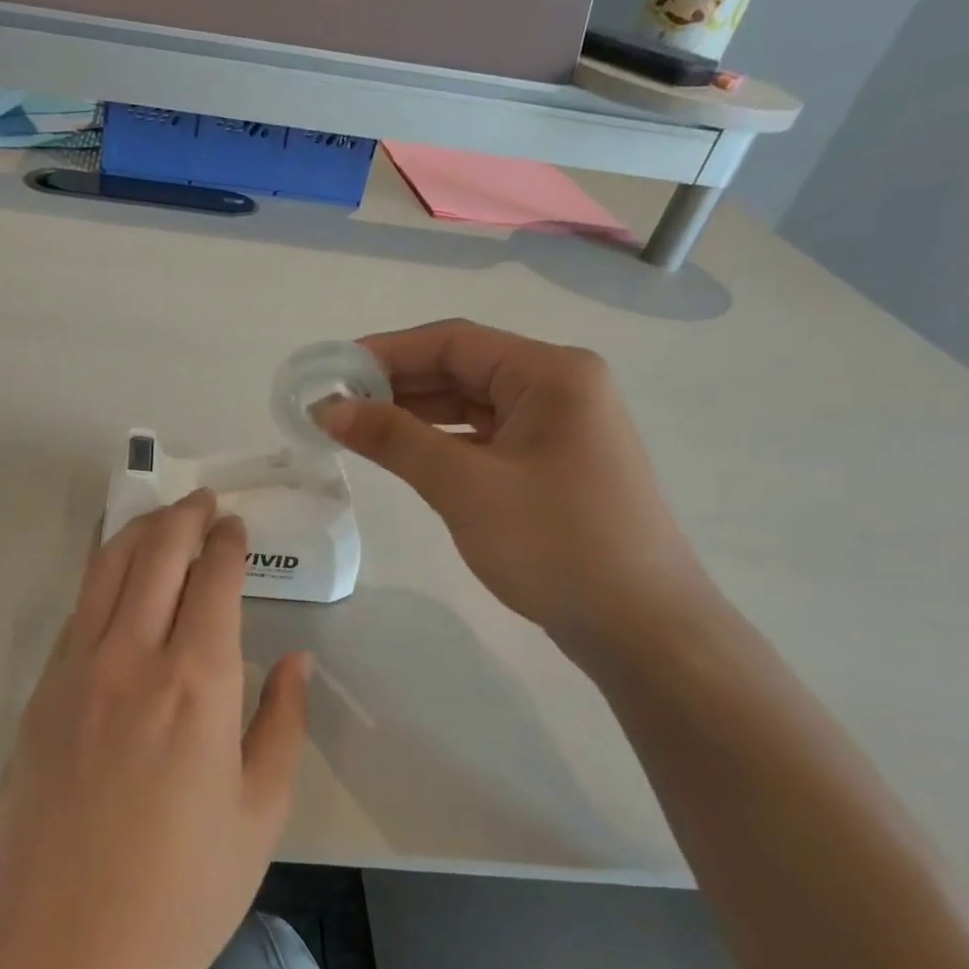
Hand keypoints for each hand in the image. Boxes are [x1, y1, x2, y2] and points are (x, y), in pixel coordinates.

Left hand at [0, 489, 310, 968]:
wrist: (76, 951)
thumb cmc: (188, 890)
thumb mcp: (262, 809)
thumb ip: (281, 721)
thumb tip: (294, 661)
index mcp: (196, 684)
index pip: (212, 580)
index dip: (226, 542)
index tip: (234, 525)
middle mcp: (130, 660)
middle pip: (154, 555)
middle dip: (182, 517)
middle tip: (201, 502)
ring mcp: (73, 673)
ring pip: (104, 572)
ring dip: (136, 534)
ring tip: (158, 519)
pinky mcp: (38, 697)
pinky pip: (76, 615)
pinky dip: (101, 580)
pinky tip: (115, 581)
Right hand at [316, 320, 713, 653]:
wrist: (640, 626)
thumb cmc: (555, 545)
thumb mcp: (466, 487)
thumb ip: (394, 440)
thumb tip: (329, 409)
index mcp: (551, 374)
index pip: (454, 342)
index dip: (386, 352)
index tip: (331, 373)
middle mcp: (559, 388)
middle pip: (463, 369)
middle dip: (396, 385)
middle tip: (333, 406)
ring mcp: (558, 428)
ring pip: (471, 405)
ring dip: (414, 414)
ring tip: (355, 429)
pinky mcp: (550, 465)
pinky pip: (484, 438)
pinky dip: (441, 443)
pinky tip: (402, 454)